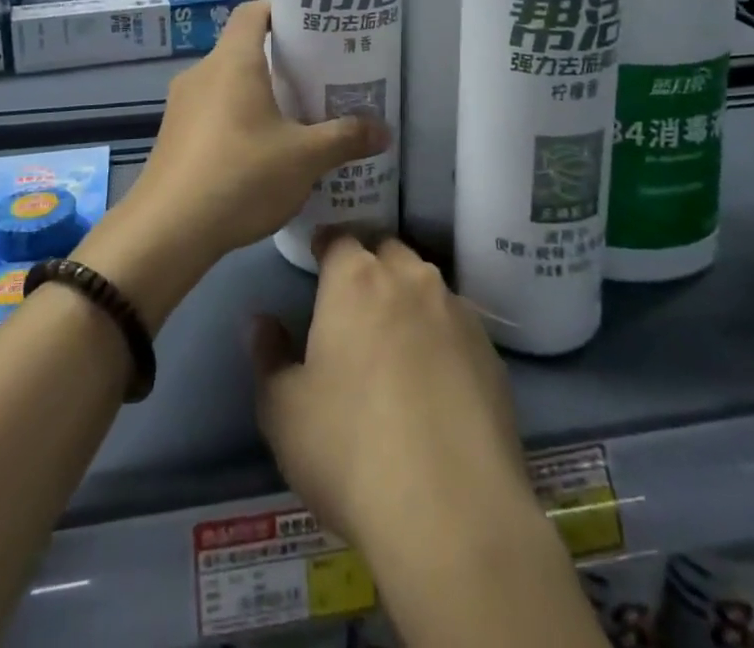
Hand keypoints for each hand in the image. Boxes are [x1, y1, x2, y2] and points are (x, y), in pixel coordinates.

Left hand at [75, 2, 386, 329]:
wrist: (167, 231)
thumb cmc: (241, 176)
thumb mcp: (304, 158)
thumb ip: (345, 138)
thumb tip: (384, 131)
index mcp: (233, 61)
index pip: (254, 12)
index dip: (282, 13)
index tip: (313, 30)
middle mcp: (203, 72)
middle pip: (243, 49)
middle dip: (281, 61)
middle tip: (319, 79)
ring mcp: (182, 104)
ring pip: (227, 83)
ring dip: (259, 94)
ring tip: (296, 118)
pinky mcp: (173, 135)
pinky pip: (212, 111)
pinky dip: (237, 118)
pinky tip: (260, 152)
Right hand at [250, 232, 533, 551]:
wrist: (454, 515)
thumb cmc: (350, 451)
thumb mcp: (282, 411)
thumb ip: (268, 355)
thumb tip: (261, 321)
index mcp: (356, 280)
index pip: (339, 238)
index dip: (326, 247)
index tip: (317, 263)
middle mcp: (410, 280)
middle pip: (386, 252)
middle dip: (369, 267)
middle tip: (353, 306)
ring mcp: (457, 314)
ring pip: (426, 286)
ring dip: (407, 300)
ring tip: (395, 343)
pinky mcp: (492, 354)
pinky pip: (457, 327)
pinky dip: (441, 338)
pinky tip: (434, 381)